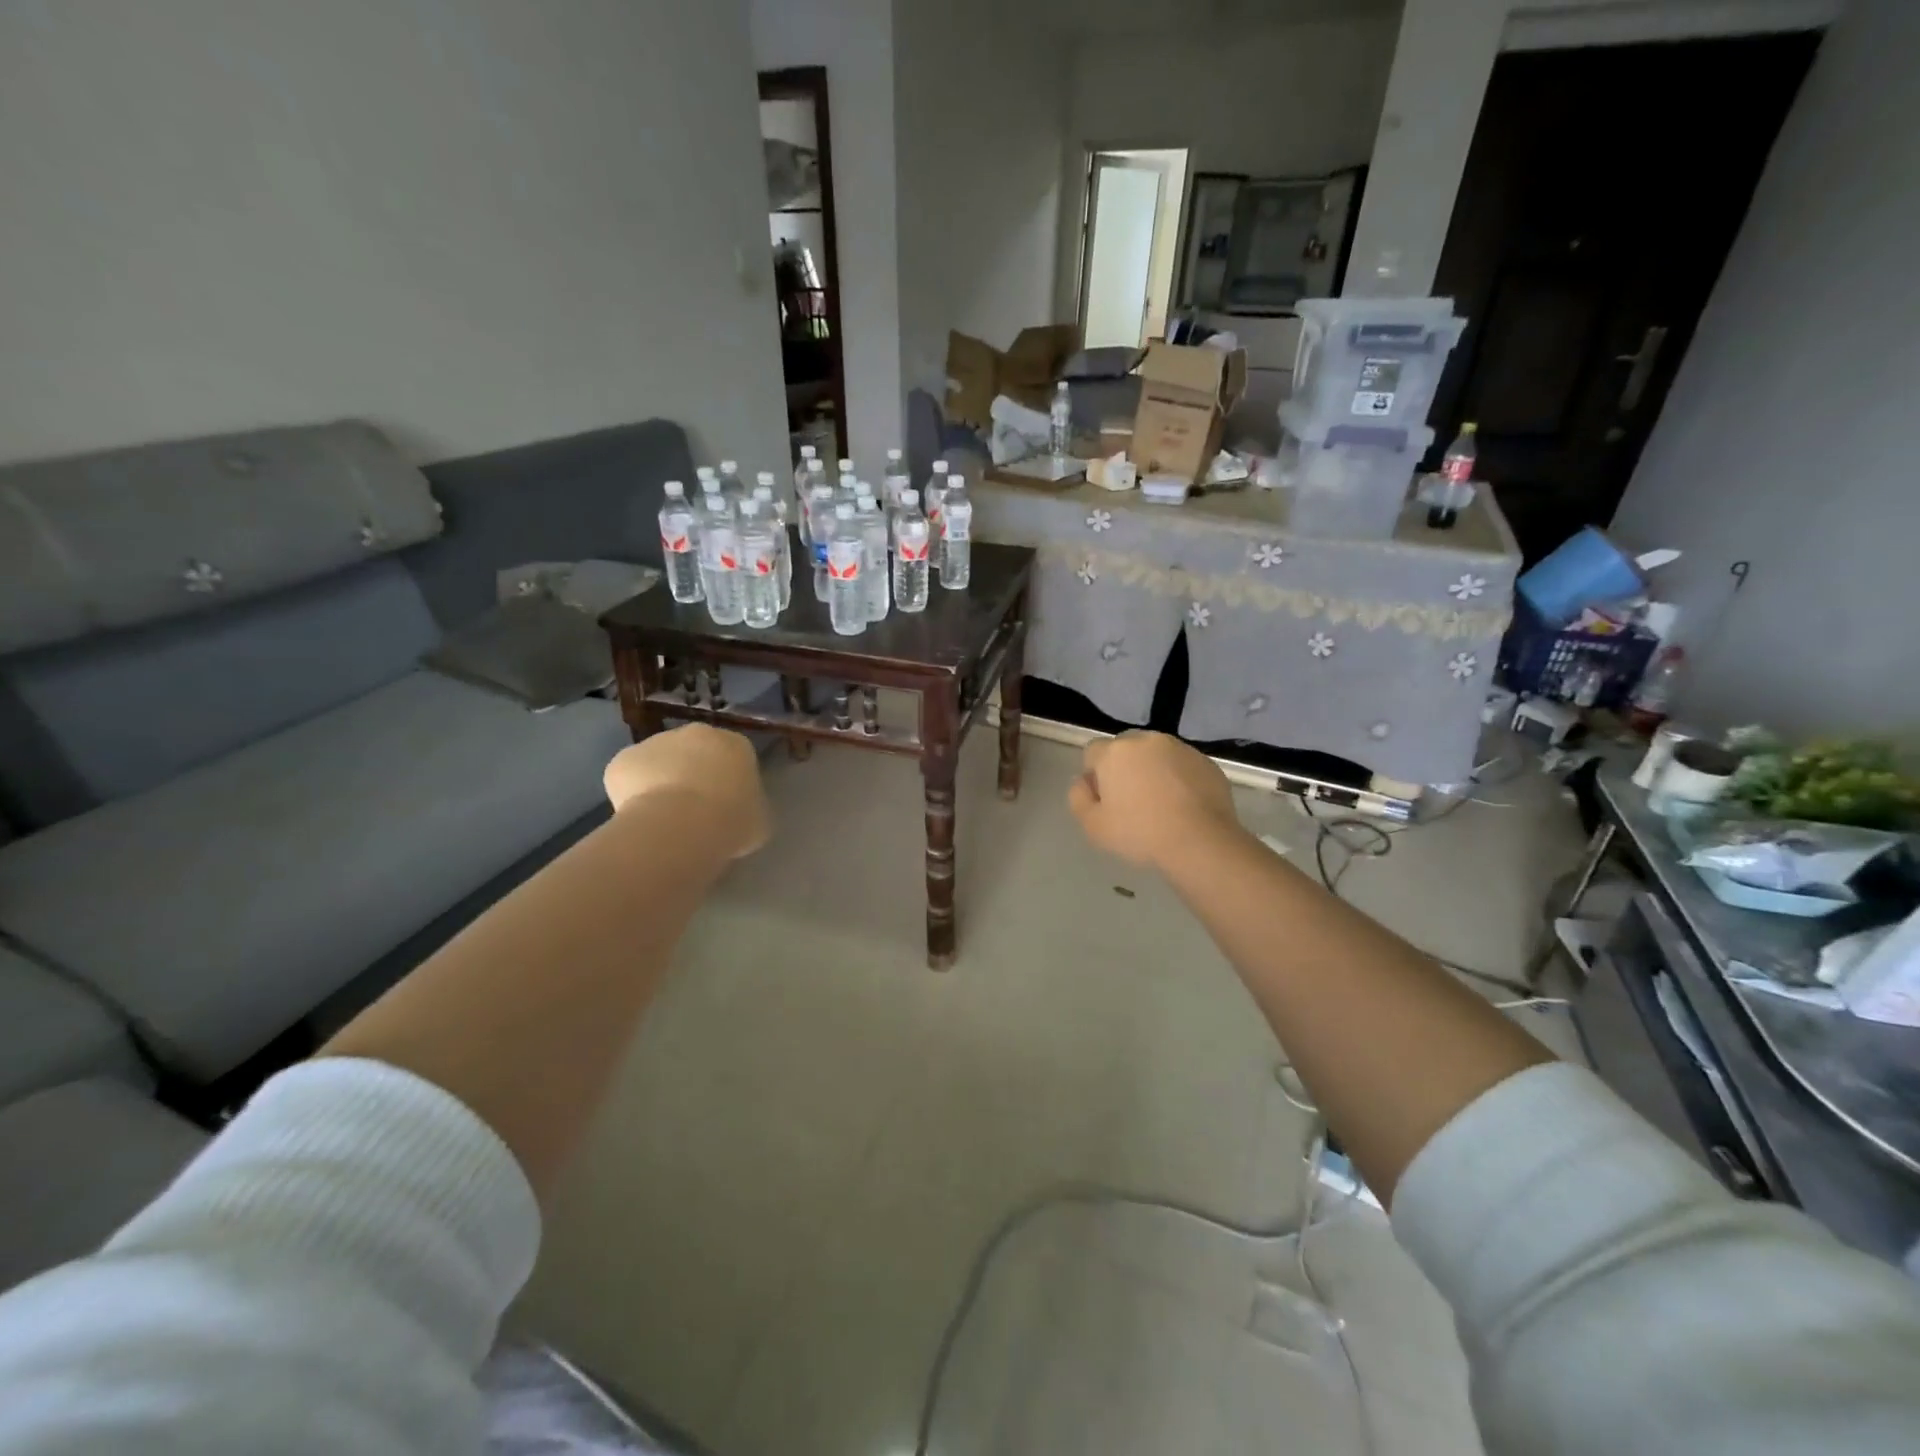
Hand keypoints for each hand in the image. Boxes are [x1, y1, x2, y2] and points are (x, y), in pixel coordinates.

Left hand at [603, 725, 769, 859]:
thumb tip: (740, 812)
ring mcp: (656, 742)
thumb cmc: (731, 822)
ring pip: (659, 763)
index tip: (724, 807)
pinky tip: (640, 819)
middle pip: (694, 753)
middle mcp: (696, 733)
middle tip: (693, 811)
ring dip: (660, 783)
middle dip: (692, 775)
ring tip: (663, 819)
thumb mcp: (759, 821)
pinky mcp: (623, 759)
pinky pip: (629, 777)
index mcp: (736, 744)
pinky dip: (632, 795)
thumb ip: (750, 808)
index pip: (734, 758)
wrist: (680, 826)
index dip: (727, 783)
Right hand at [1067, 731, 1238, 869]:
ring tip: (1161, 803)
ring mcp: (1180, 748)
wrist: (1200, 842)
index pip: (1093, 752)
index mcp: (1115, 752)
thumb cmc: (1140, 834)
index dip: (1094, 775)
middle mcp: (1146, 740)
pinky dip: (1178, 777)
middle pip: (1125, 747)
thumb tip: (1083, 782)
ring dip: (1152, 769)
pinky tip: (1183, 805)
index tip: (1104, 800)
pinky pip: (1182, 765)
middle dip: (1124, 767)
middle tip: (1131, 801)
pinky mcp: (1206, 762)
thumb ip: (1078, 797)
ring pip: (1156, 754)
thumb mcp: (1093, 826)